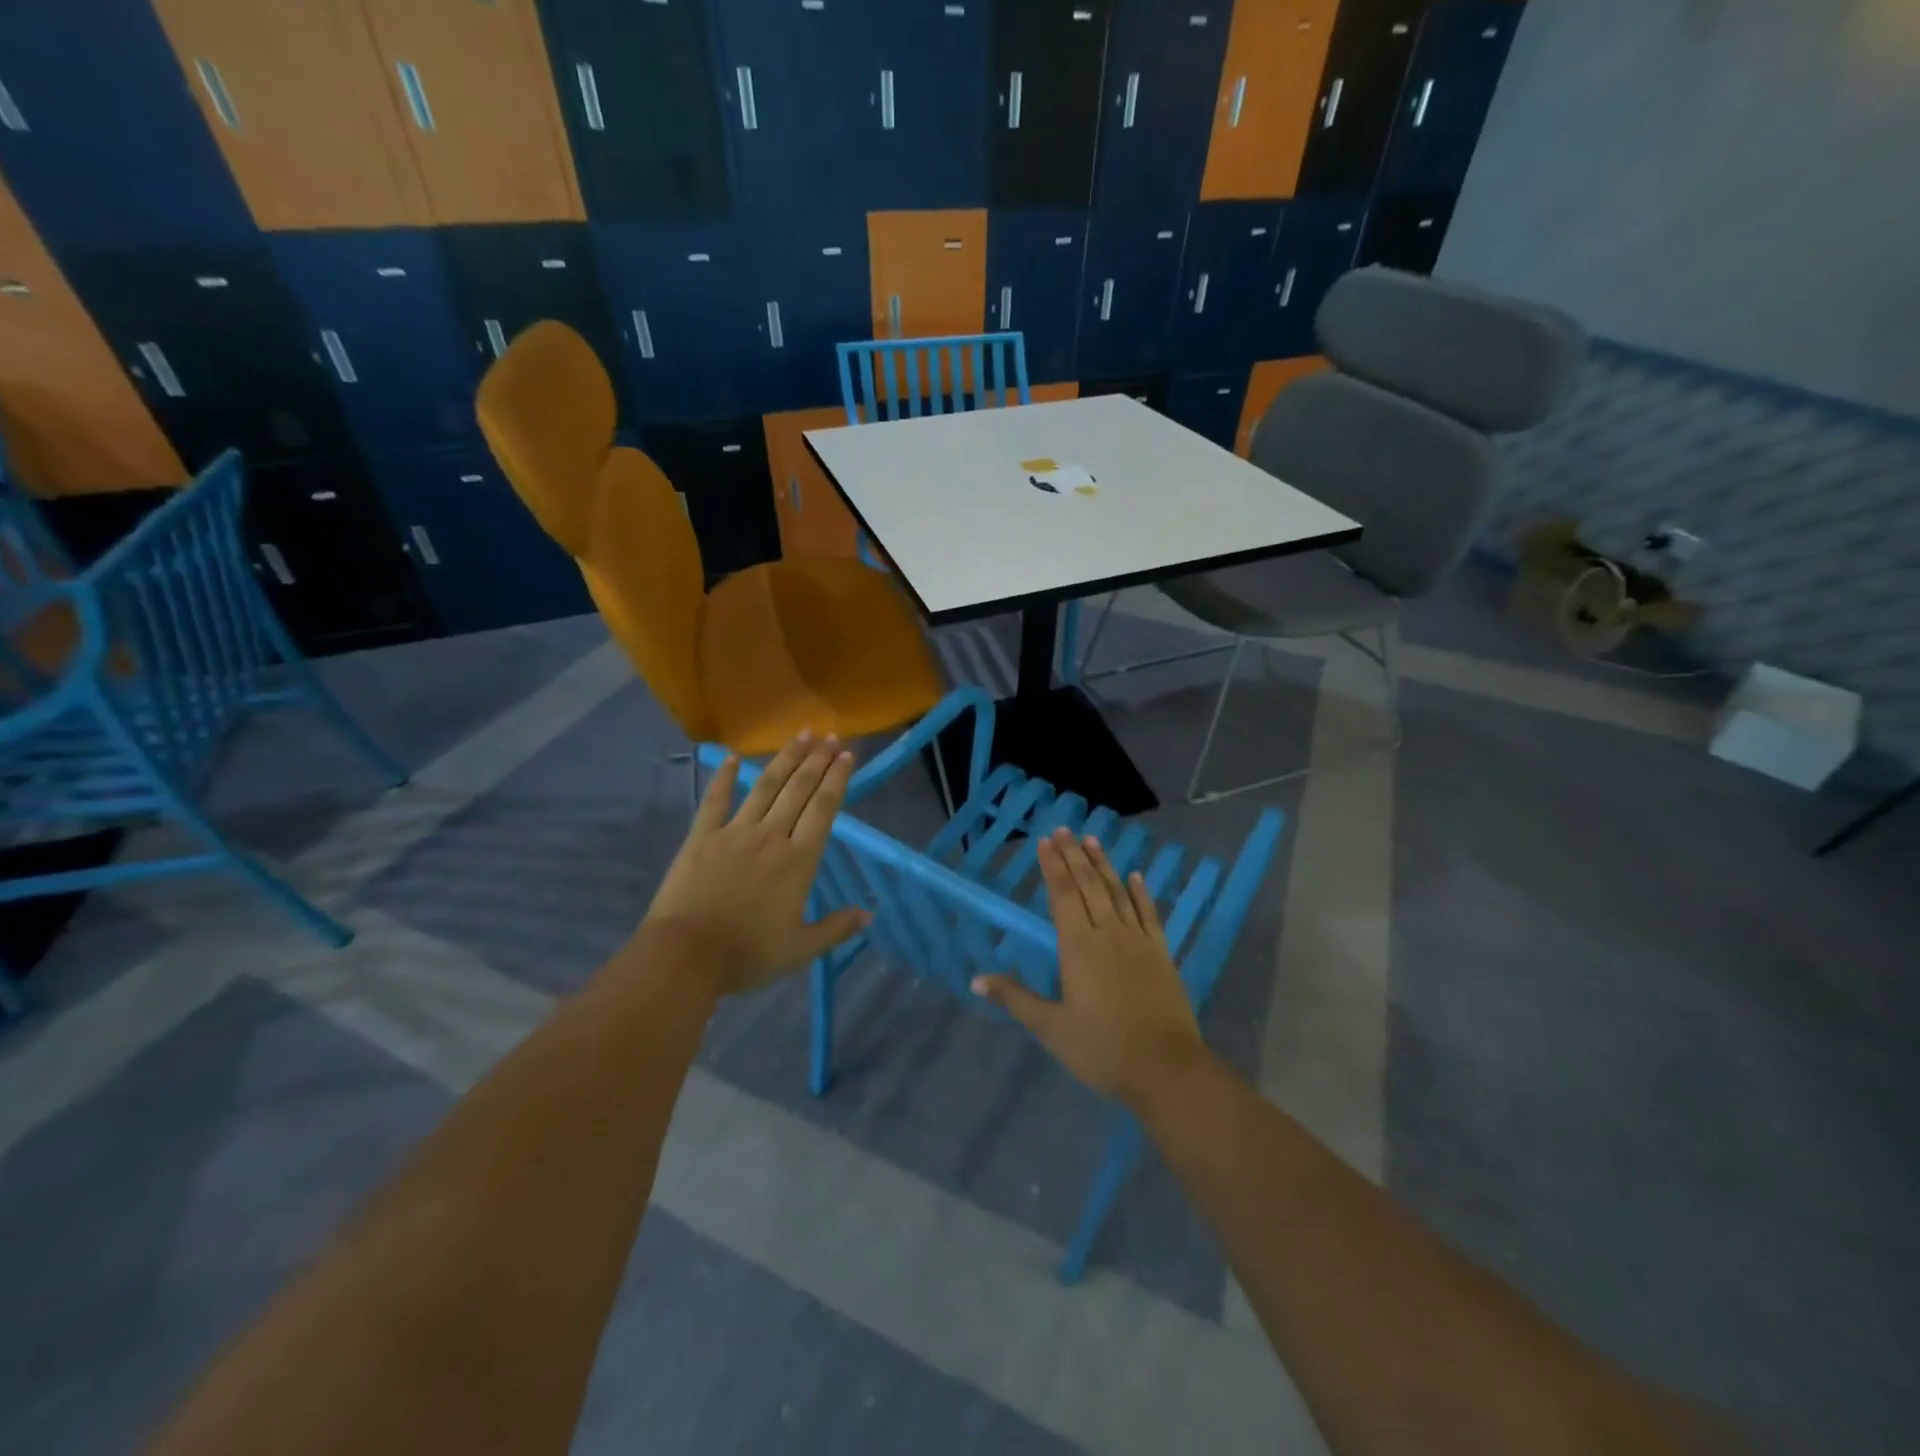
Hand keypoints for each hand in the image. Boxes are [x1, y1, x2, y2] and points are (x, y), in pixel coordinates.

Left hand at [643, 733, 869, 997]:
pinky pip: (715, 800)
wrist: (686, 956)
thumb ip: (836, 928)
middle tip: (829, 734)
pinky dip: (723, 777)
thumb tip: (870, 914)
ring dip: (785, 759)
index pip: (824, 809)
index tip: (846, 755)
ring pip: (764, 786)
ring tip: (800, 735)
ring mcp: (734, 832)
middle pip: (798, 789)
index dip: (837, 779)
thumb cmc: (747, 954)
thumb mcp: (800, 949)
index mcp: (799, 860)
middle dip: (817, 760)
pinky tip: (731, 756)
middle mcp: (771, 836)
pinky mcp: (702, 837)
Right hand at [972, 828, 1208, 1108]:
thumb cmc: (1102, 1049)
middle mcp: (1108, 933)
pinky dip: (1141, 893)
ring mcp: (1138, 941)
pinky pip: (1149, 914)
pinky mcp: (1161, 954)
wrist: (1165, 1068)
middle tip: (1064, 829)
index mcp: (1078, 946)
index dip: (1053, 866)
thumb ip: (1015, 998)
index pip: (1062, 895)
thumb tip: (976, 980)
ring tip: (1093, 840)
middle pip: (1089, 885)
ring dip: (1104, 865)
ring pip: (1118, 892)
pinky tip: (1136, 876)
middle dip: (1074, 855)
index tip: (1045, 841)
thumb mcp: (1051, 1027)